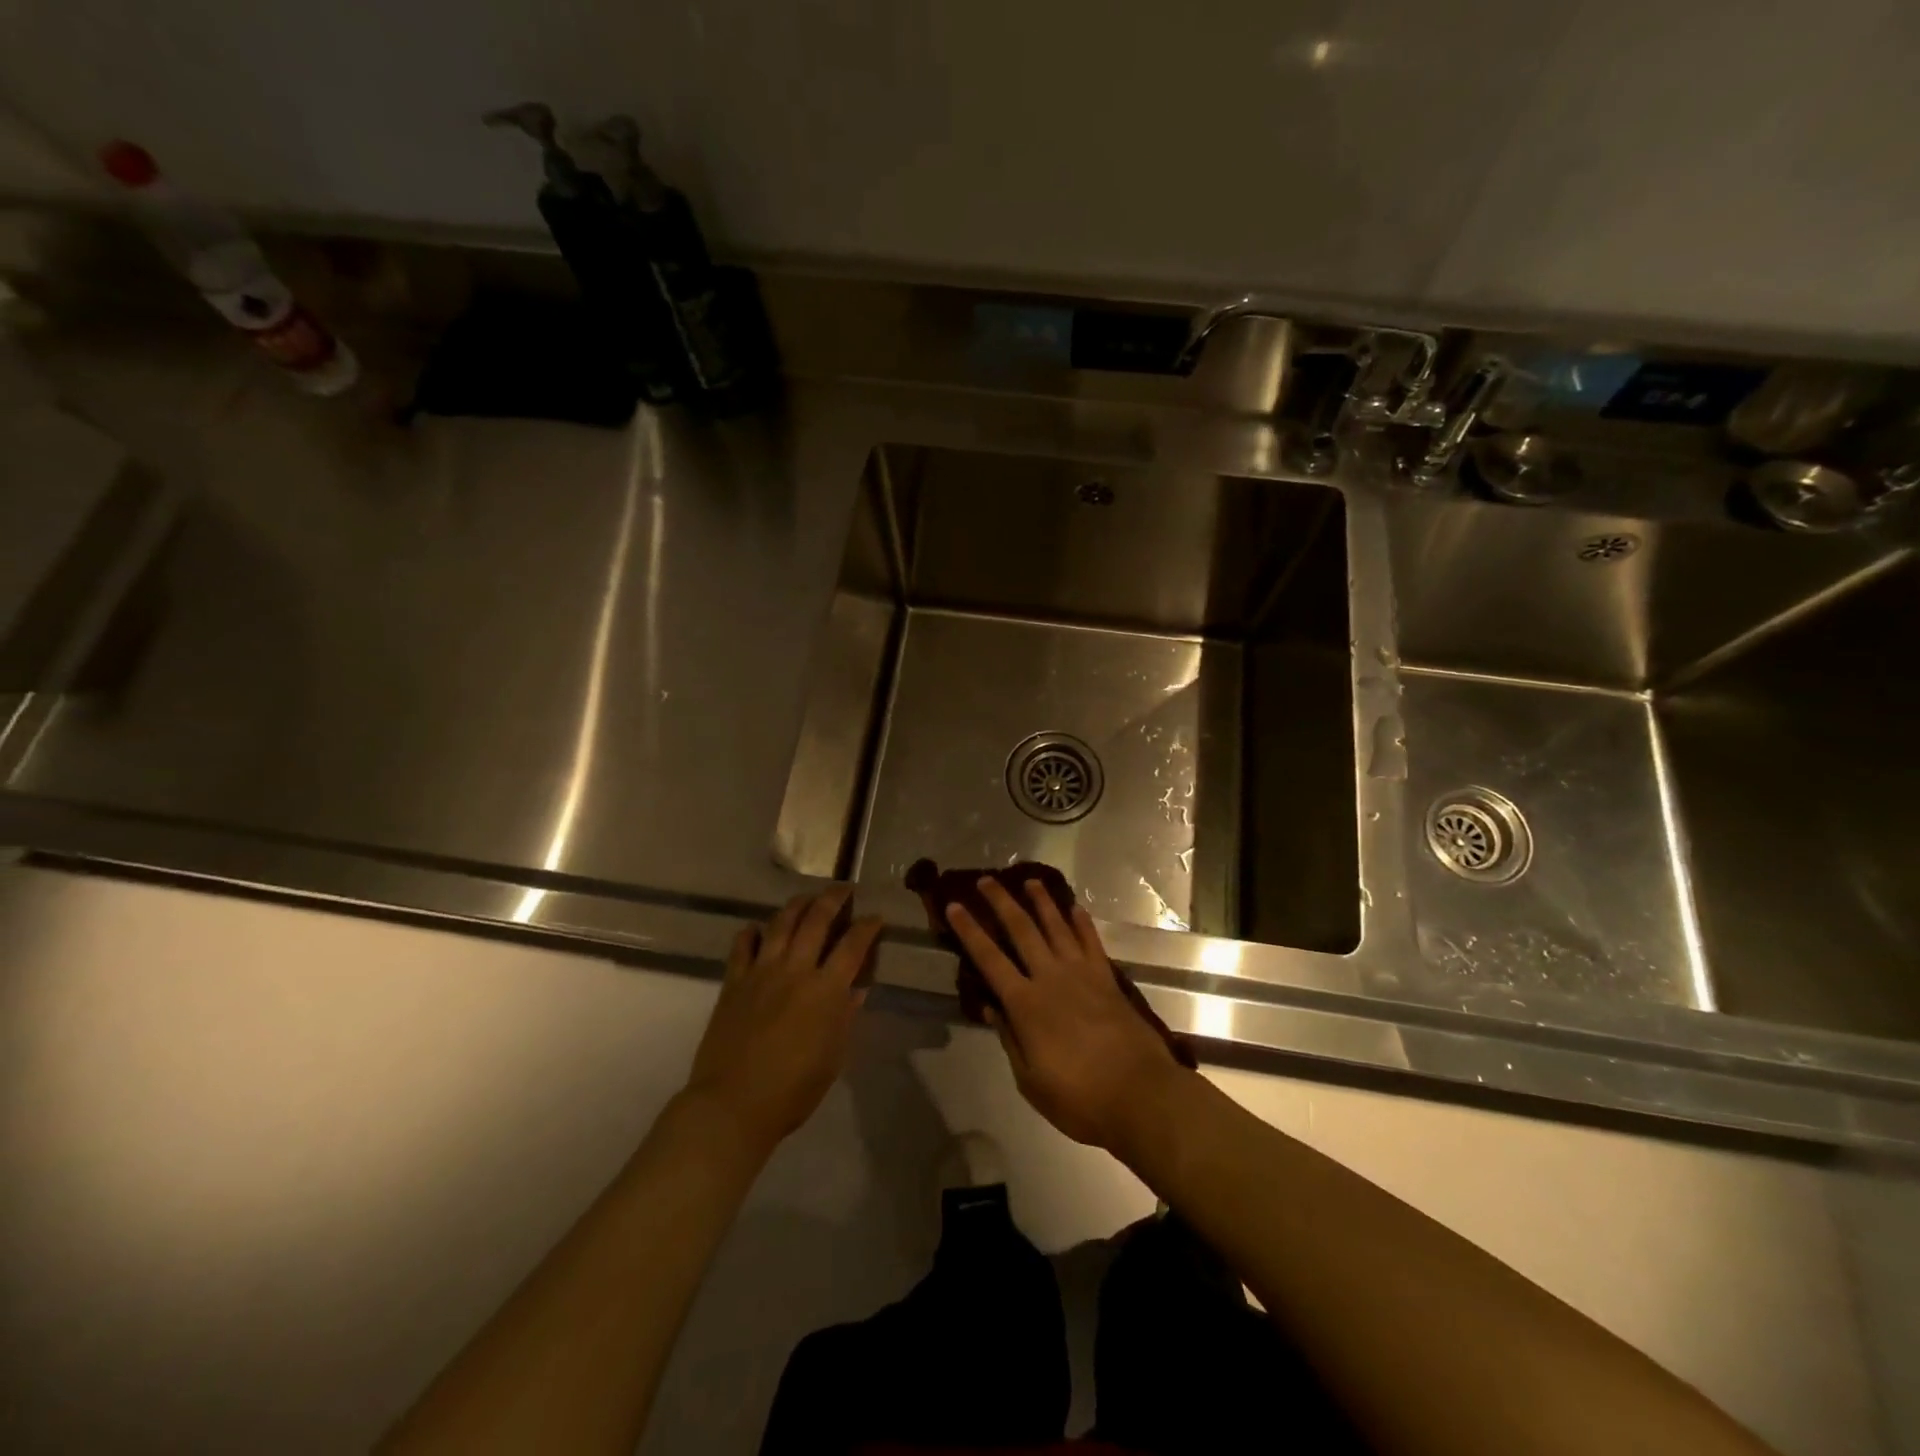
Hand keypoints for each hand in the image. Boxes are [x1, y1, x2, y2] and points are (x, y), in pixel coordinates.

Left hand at [683, 887, 880, 1156]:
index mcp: (826, 989)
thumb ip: (845, 1016)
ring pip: (781, 923)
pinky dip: (752, 932)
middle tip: (843, 889)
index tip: (876, 916)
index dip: (868, 926)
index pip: (853, 945)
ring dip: (797, 905)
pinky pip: (743, 945)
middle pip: (816, 920)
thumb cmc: (793, 1090)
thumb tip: (856, 989)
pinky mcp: (734, 982)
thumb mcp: (834, 1057)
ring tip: (806, 898)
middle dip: (833, 899)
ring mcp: (761, 972)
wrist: (733, 1104)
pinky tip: (758, 929)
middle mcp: (795, 970)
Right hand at [946, 878, 1182, 1151]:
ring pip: (1057, 926)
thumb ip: (1010, 1039)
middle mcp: (1050, 978)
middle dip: (1001, 903)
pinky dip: (1082, 922)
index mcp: (1026, 1004)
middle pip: (1022, 930)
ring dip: (1042, 901)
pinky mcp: (1107, 978)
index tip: (954, 906)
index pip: (989, 959)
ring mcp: (1082, 974)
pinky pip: (1091, 941)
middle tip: (987, 880)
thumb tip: (990, 1008)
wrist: (1140, 1094)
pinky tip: (1075, 907)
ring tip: (1029, 881)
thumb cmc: (1079, 1098)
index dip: (969, 931)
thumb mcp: (1031, 1081)